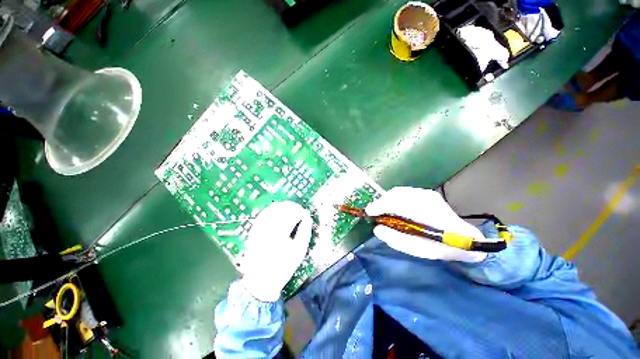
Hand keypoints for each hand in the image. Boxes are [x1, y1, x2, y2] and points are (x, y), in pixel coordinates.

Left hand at [240, 201, 311, 301]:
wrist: (261, 280)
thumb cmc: (283, 266)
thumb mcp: (299, 251)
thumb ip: (305, 232)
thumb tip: (307, 218)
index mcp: (280, 233)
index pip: (292, 214)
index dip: (300, 212)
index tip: (306, 213)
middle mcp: (268, 227)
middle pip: (282, 209)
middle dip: (293, 207)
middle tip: (300, 210)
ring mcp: (259, 228)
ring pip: (272, 209)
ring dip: (283, 206)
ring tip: (291, 208)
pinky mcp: (254, 230)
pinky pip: (264, 214)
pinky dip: (273, 210)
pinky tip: (279, 210)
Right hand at [365, 187, 487, 262]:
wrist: (464, 239)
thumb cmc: (442, 248)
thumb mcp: (419, 250)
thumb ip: (396, 240)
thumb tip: (377, 229)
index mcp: (430, 213)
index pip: (399, 204)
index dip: (381, 206)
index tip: (369, 212)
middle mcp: (428, 198)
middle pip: (396, 194)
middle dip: (381, 202)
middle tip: (373, 212)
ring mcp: (427, 194)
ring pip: (398, 192)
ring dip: (386, 200)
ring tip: (380, 210)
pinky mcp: (425, 193)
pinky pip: (403, 193)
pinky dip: (392, 198)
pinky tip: (391, 207)